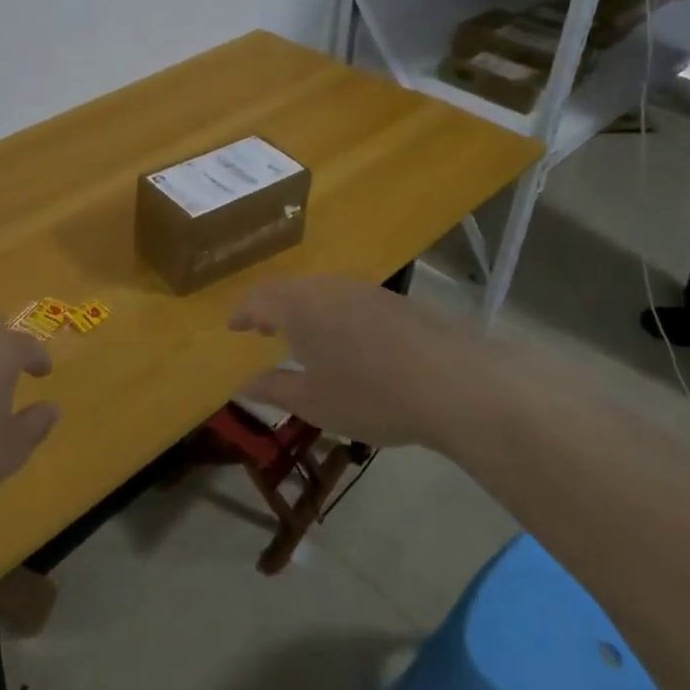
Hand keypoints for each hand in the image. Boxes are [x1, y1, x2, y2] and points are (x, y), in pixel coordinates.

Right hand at [227, 276, 469, 446]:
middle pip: (289, 289)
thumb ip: (274, 388)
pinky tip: (346, 340)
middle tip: (263, 330)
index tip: (233, 327)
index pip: (258, 298)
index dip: (242, 312)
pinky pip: (349, 298)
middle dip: (271, 308)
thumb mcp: (314, 402)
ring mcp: (365, 289)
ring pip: (321, 291)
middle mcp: (328, 287)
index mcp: (299, 306)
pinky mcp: (395, 300)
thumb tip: (242, 384)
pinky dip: (333, 313)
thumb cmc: (371, 396)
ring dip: (304, 309)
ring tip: (302, 335)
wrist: (456, 384)